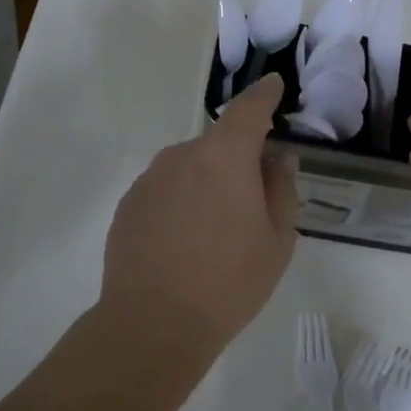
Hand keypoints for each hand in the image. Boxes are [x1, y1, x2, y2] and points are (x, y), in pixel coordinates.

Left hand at [99, 73, 297, 363]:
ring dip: (207, 182)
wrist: (153, 324)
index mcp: (225, 157)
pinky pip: (165, 189)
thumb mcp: (277, 240)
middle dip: (238, 159)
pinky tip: (185, 240)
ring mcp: (150, 179)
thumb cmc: (229, 283)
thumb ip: (281, 190)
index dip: (264, 95)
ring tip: (216, 229)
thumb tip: (278, 159)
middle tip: (253, 198)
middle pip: (218, 143)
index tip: (273, 87)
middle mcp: (183, 156)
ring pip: (189, 167)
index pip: (248, 109)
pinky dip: (181, 200)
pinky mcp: (128, 205)